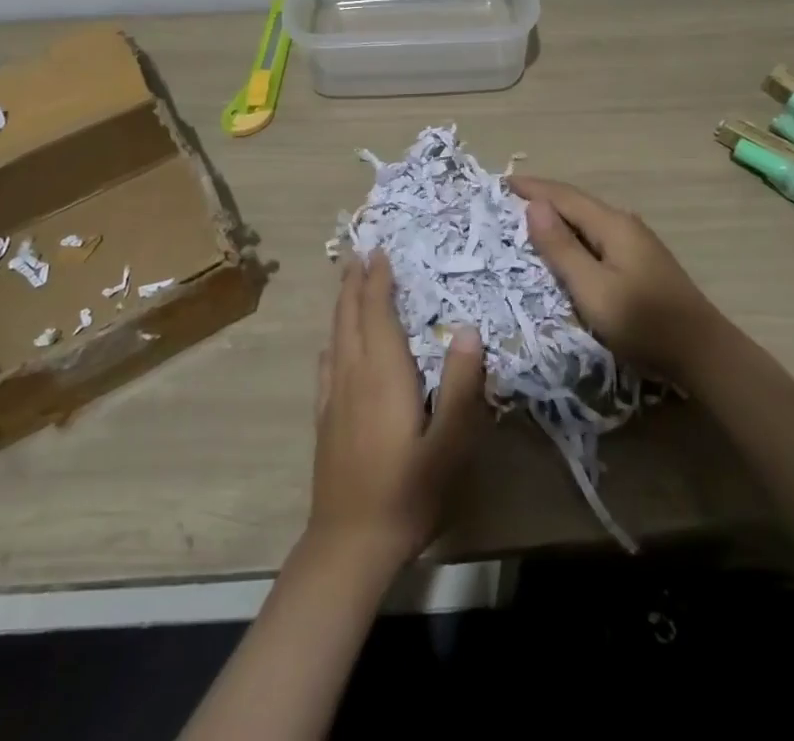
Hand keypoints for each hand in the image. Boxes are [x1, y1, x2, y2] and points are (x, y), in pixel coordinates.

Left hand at [308, 253, 486, 571]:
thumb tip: (468, 329)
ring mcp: (334, 395)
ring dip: (342, 303)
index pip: (377, 312)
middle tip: (359, 252)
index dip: (378, 279)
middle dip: (355, 282)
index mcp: (384, 372)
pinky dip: (332, 340)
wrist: (350, 543)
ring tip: (347, 281)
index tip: (380, 250)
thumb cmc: (407, 491)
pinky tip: (332, 344)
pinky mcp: (325, 417)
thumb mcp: (449, 443)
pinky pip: (327, 364)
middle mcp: (354, 373)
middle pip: (350, 315)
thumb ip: (461, 386)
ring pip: (336, 335)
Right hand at [510, 175, 725, 381]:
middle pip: (576, 202)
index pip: (563, 196)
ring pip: (587, 219)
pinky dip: (573, 233)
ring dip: (557, 215)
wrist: (703, 354)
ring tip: (528, 220)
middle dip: (542, 198)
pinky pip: (597, 235)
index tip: (501, 182)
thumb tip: (534, 206)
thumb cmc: (643, 323)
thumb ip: (562, 248)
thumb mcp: (593, 289)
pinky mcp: (641, 262)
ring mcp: (636, 242)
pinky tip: (565, 246)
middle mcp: (624, 224)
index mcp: (612, 224)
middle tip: (507, 200)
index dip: (532, 188)